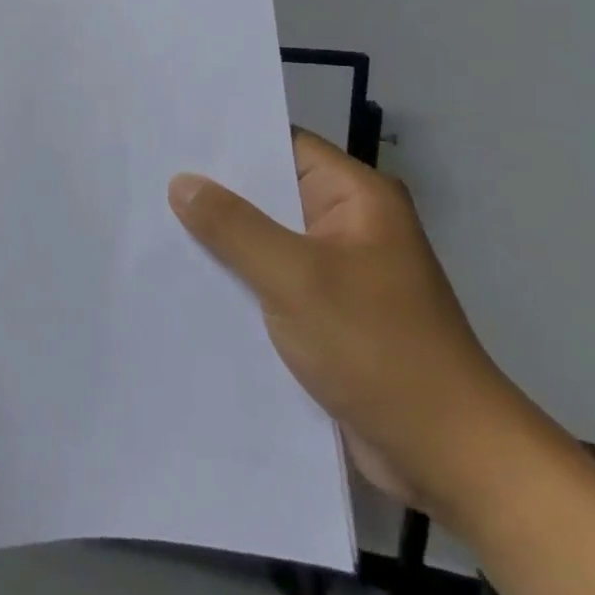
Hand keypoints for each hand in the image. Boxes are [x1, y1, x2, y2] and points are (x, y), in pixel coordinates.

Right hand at [169, 130, 528, 522]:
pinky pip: (269, 279)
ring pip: (264, 239)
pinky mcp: (326, 314)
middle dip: (212, 190)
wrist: (449, 459)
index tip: (170, 135)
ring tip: (151, 221)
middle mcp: (348, 225)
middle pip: (268, 192)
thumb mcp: (295, 277)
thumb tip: (181, 182)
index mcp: (356, 198)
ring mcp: (337, 272)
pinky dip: (235, 278)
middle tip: (146, 175)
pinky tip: (185, 277)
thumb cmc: (378, 349)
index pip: (281, 145)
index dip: (227, 139)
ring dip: (220, 239)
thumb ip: (233, 226)